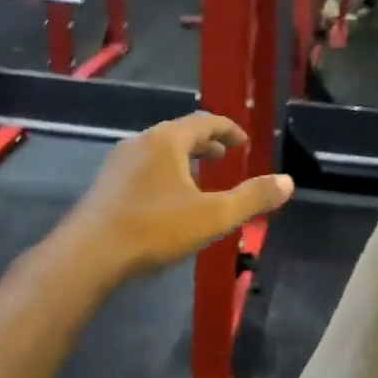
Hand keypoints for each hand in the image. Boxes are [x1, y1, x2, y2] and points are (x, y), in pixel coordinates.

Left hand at [57, 114, 293, 283]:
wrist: (88, 255)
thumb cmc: (155, 229)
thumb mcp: (213, 216)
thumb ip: (252, 198)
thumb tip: (288, 182)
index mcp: (167, 141)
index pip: (204, 122)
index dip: (228, 129)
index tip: (243, 142)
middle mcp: (140, 143)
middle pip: (178, 133)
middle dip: (205, 144)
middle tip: (224, 156)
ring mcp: (117, 164)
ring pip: (158, 151)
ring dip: (182, 159)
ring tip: (198, 178)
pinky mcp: (104, 186)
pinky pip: (142, 168)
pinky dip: (163, 173)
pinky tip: (166, 200)